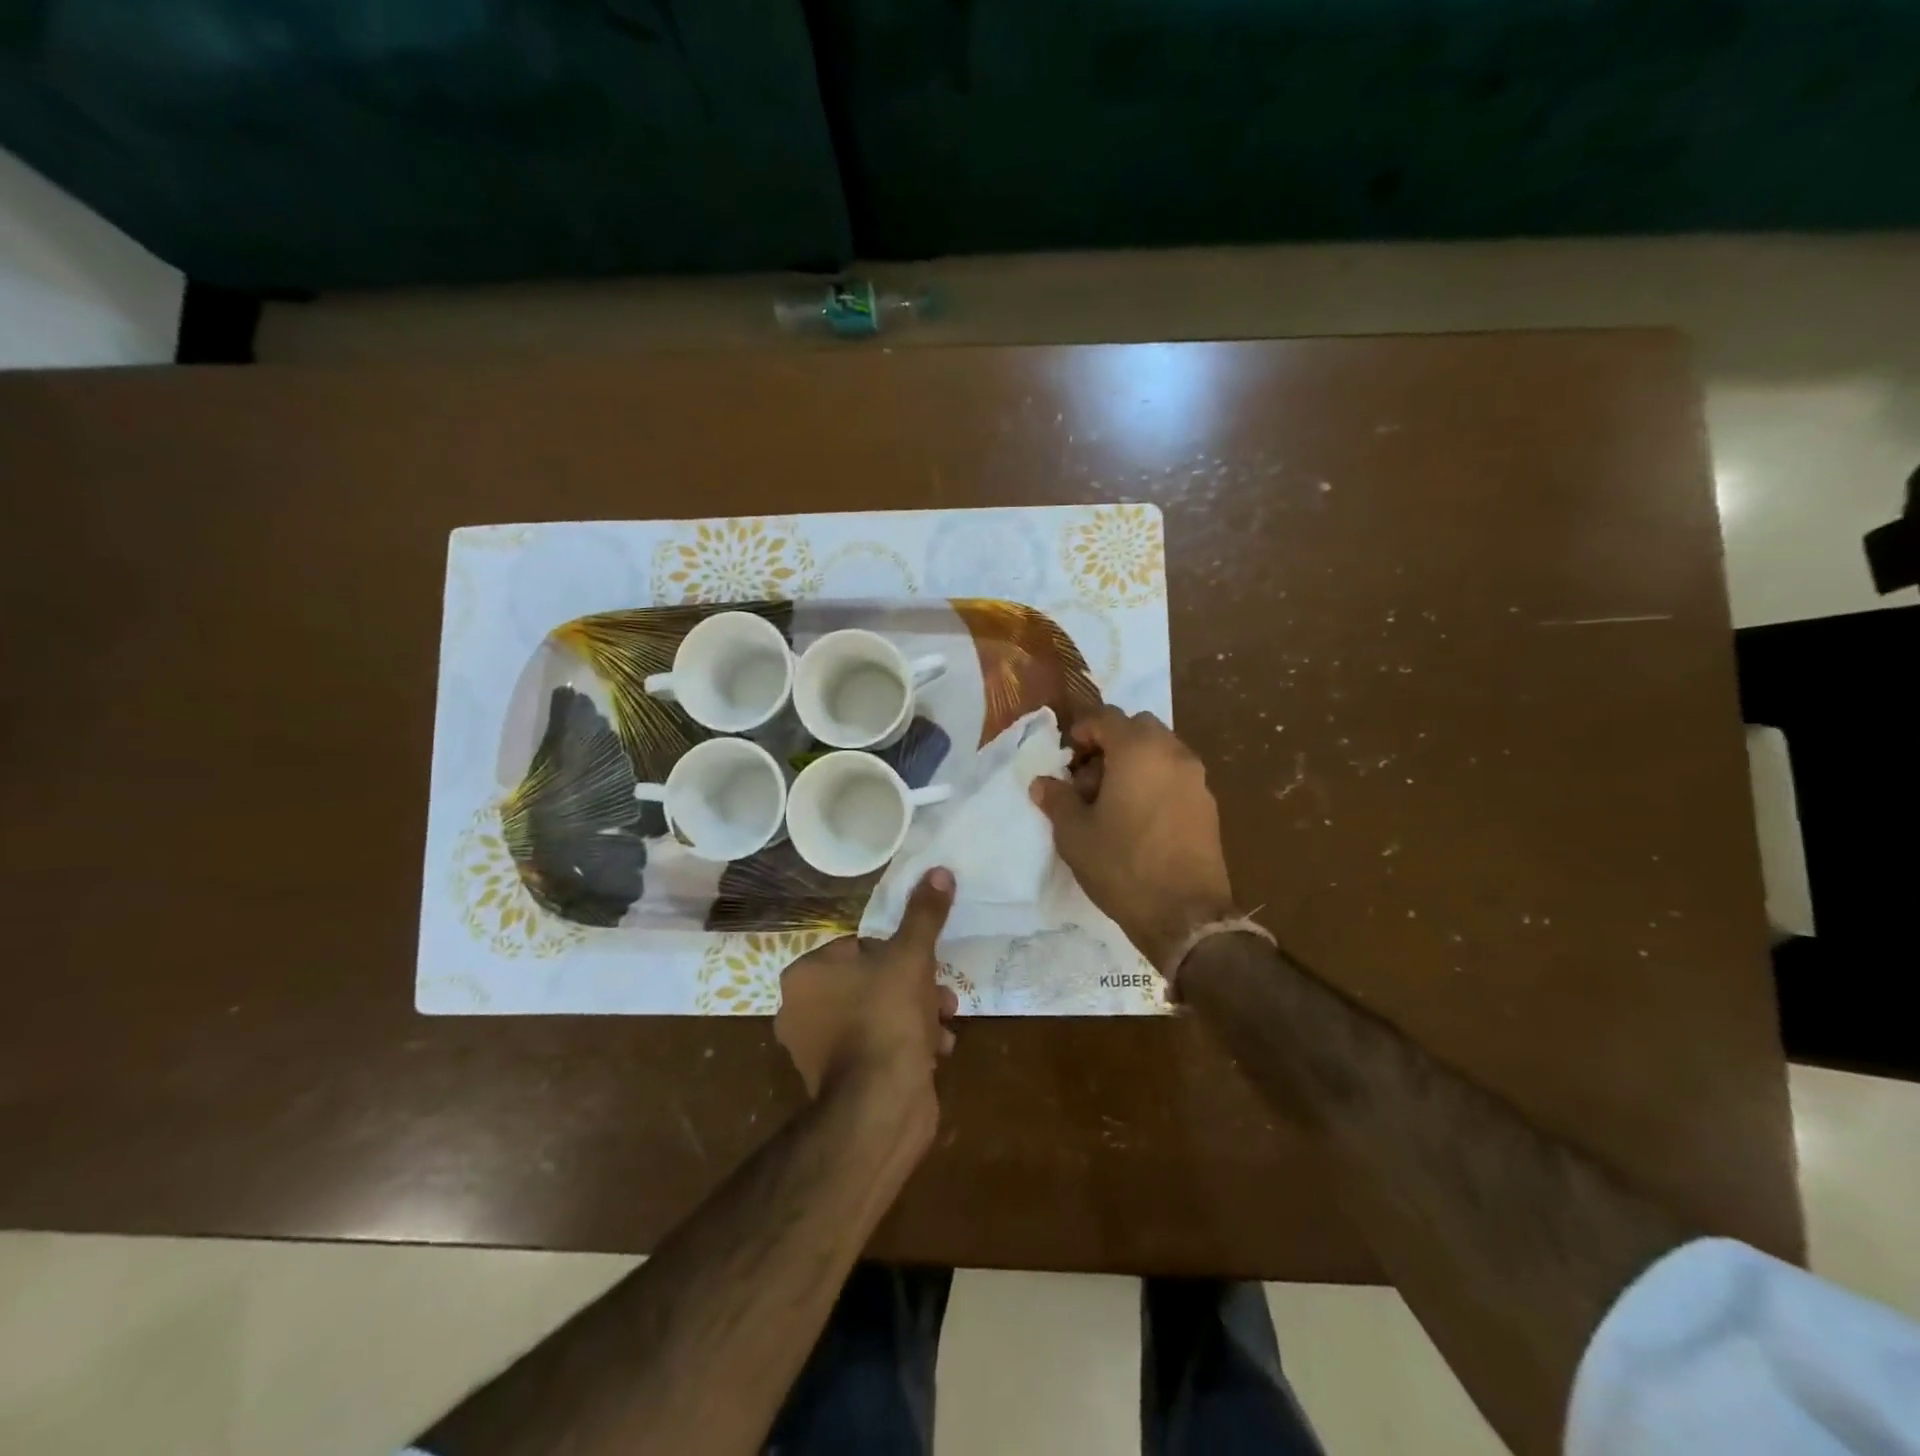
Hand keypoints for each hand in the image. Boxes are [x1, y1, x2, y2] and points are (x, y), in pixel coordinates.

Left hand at [775, 869, 959, 1109]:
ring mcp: (816, 1051)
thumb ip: (924, 914)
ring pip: (877, 1014)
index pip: (856, 946)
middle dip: (914, 986)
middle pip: (870, 981)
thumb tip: (939, 871)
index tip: (923, 963)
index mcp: (805, 975)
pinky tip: (936, 1052)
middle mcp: (800, 1011)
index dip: (896, 953)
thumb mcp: (911, 956)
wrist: (881, 1105)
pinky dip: (905, 1045)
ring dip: (917, 1014)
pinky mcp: (837, 1082)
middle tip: (942, 994)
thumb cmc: (887, 1016)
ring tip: (946, 1023)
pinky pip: (876, 1048)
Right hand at [1030, 705, 1236, 971]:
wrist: (1185, 914)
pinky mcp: (1208, 804)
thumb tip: (1043, 783)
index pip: (1106, 717)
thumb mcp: (1075, 834)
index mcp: (1138, 750)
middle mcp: (1173, 753)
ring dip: (1133, 762)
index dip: (1081, 731)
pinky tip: (1137, 818)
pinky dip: (1154, 781)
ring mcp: (1196, 778)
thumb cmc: (1122, 865)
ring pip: (1160, 750)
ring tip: (1111, 801)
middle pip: (1138, 728)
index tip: (1067, 758)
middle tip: (1088, 778)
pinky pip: (1175, 775)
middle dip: (1110, 744)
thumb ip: (1057, 799)